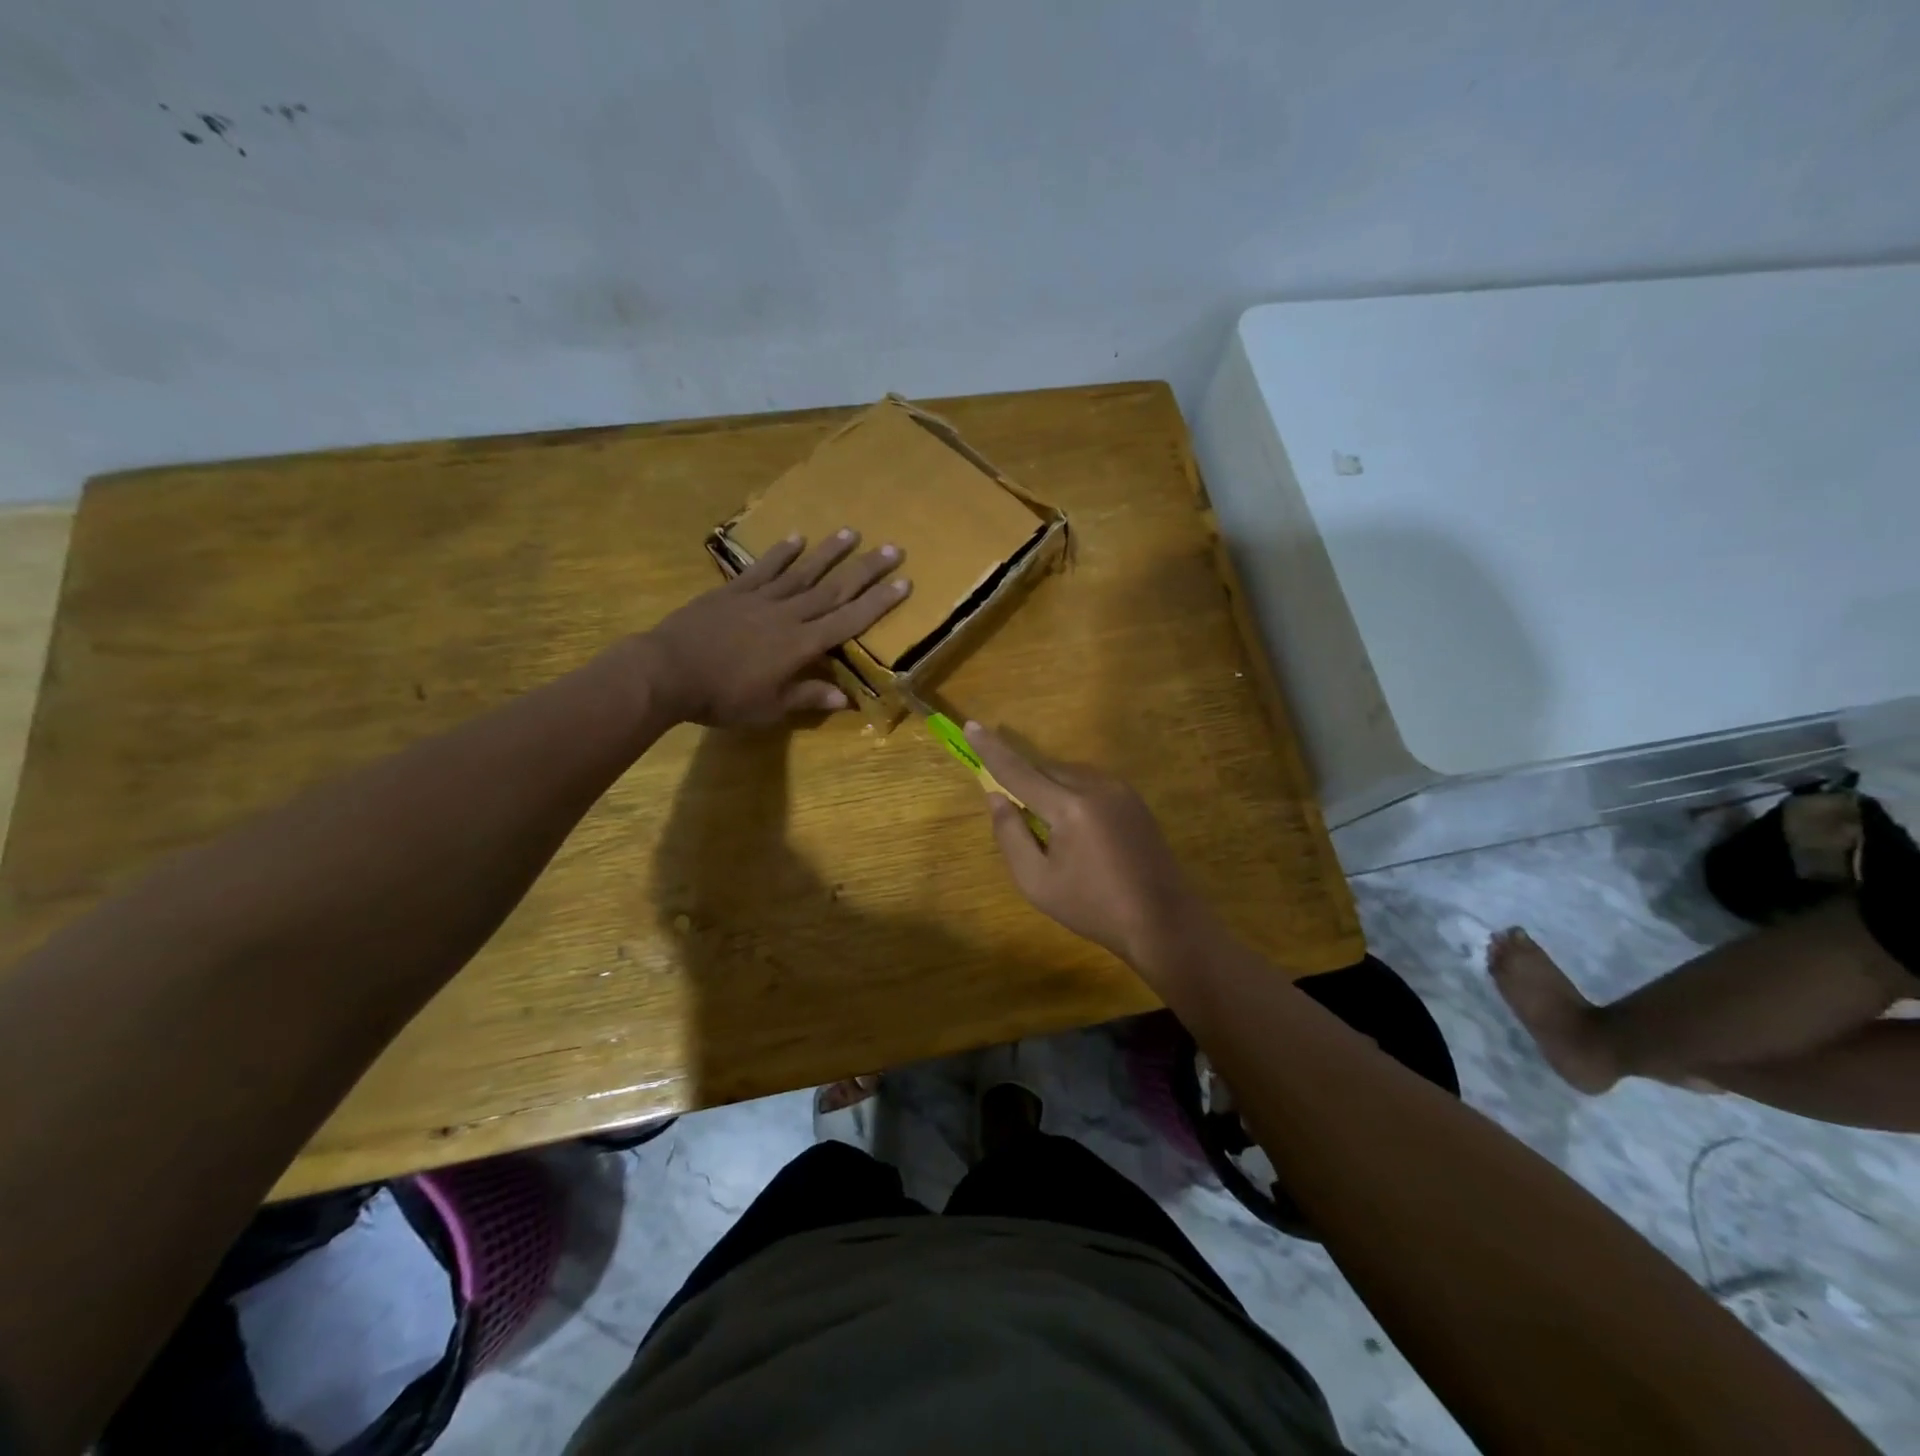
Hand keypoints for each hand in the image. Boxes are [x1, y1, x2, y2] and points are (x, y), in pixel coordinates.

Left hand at [643, 530, 910, 725]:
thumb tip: (846, 700)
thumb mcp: (769, 707)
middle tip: (893, 548)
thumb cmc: (722, 697)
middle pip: (834, 589)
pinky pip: (764, 568)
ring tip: (851, 532)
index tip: (904, 583)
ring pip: (803, 572)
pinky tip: (797, 537)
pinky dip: (781, 552)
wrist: (667, 671)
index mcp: (802, 645)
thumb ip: (808, 698)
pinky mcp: (734, 591)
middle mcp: (788, 615)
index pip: (849, 620)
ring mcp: (760, 598)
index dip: (878, 603)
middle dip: (866, 569)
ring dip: (829, 552)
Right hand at [965, 723, 1205, 978]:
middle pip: (1045, 769)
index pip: (1019, 771)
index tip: (971, 726)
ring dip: (1049, 787)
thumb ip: (1010, 835)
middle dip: (1024, 780)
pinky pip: (1090, 782)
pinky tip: (1076, 828)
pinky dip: (1072, 793)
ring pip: (1069, 774)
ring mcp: (1120, 790)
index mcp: (1069, 807)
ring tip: (1048, 829)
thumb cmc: (1093, 907)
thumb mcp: (1037, 882)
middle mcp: (1096, 786)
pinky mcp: (1134, 799)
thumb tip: (996, 797)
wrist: (1162, 920)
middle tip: (1014, 810)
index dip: (992, 749)